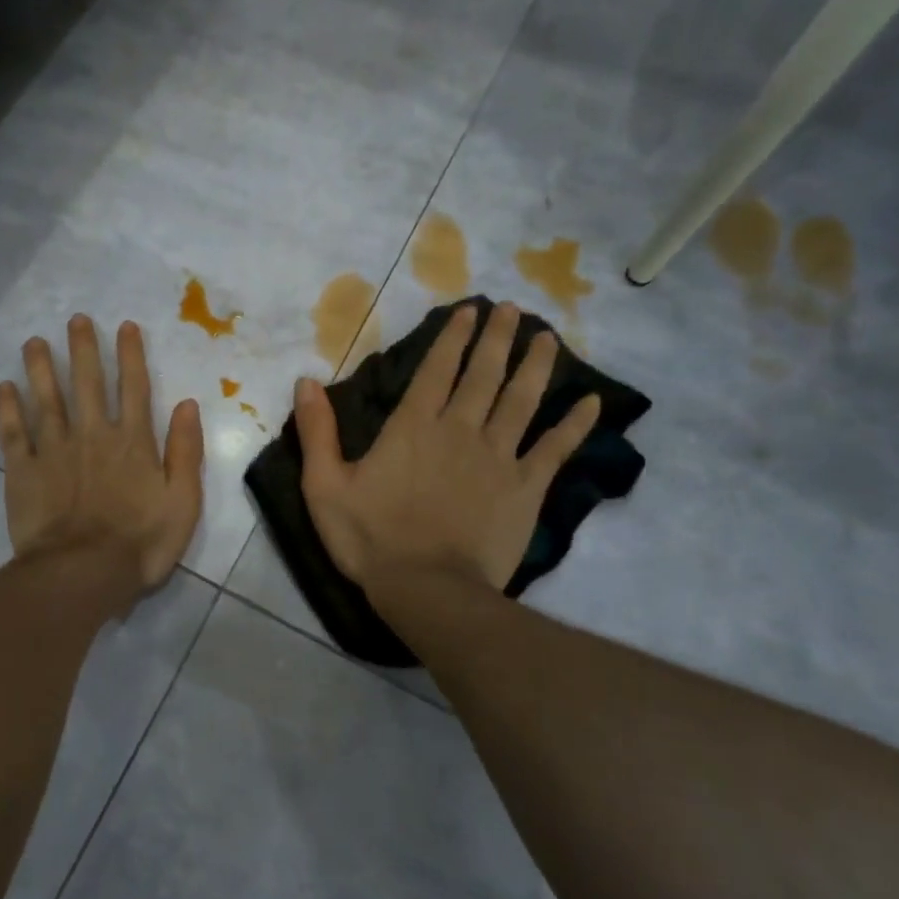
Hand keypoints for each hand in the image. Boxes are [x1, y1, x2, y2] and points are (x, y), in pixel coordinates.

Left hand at [0, 315, 204, 595]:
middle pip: (87, 383)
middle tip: (75, 319)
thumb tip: (188, 404)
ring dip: (41, 368)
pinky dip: (8, 409)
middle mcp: (92, 435)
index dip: (130, 355)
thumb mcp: (183, 501)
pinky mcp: (24, 471)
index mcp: (132, 442)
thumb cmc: (141, 542)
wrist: (83, 574)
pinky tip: (5, 388)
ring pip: (47, 399)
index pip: (134, 387)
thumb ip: (185, 451)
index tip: (124, 326)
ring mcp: (55, 451)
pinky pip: (14, 433)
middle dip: (83, 349)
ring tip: (34, 341)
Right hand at [294, 302, 599, 596]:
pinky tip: (592, 403)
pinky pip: (555, 449)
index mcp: (413, 427)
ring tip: (547, 337)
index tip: (469, 311)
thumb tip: (305, 381)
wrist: (428, 589)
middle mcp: (459, 430)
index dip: (453, 338)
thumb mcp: (324, 486)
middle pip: (483, 375)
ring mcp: (498, 457)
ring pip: (521, 400)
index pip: (436, 370)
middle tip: (512, 310)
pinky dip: (575, 425)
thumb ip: (317, 432)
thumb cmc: (370, 538)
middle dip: (497, 339)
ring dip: (535, 366)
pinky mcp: (525, 488)